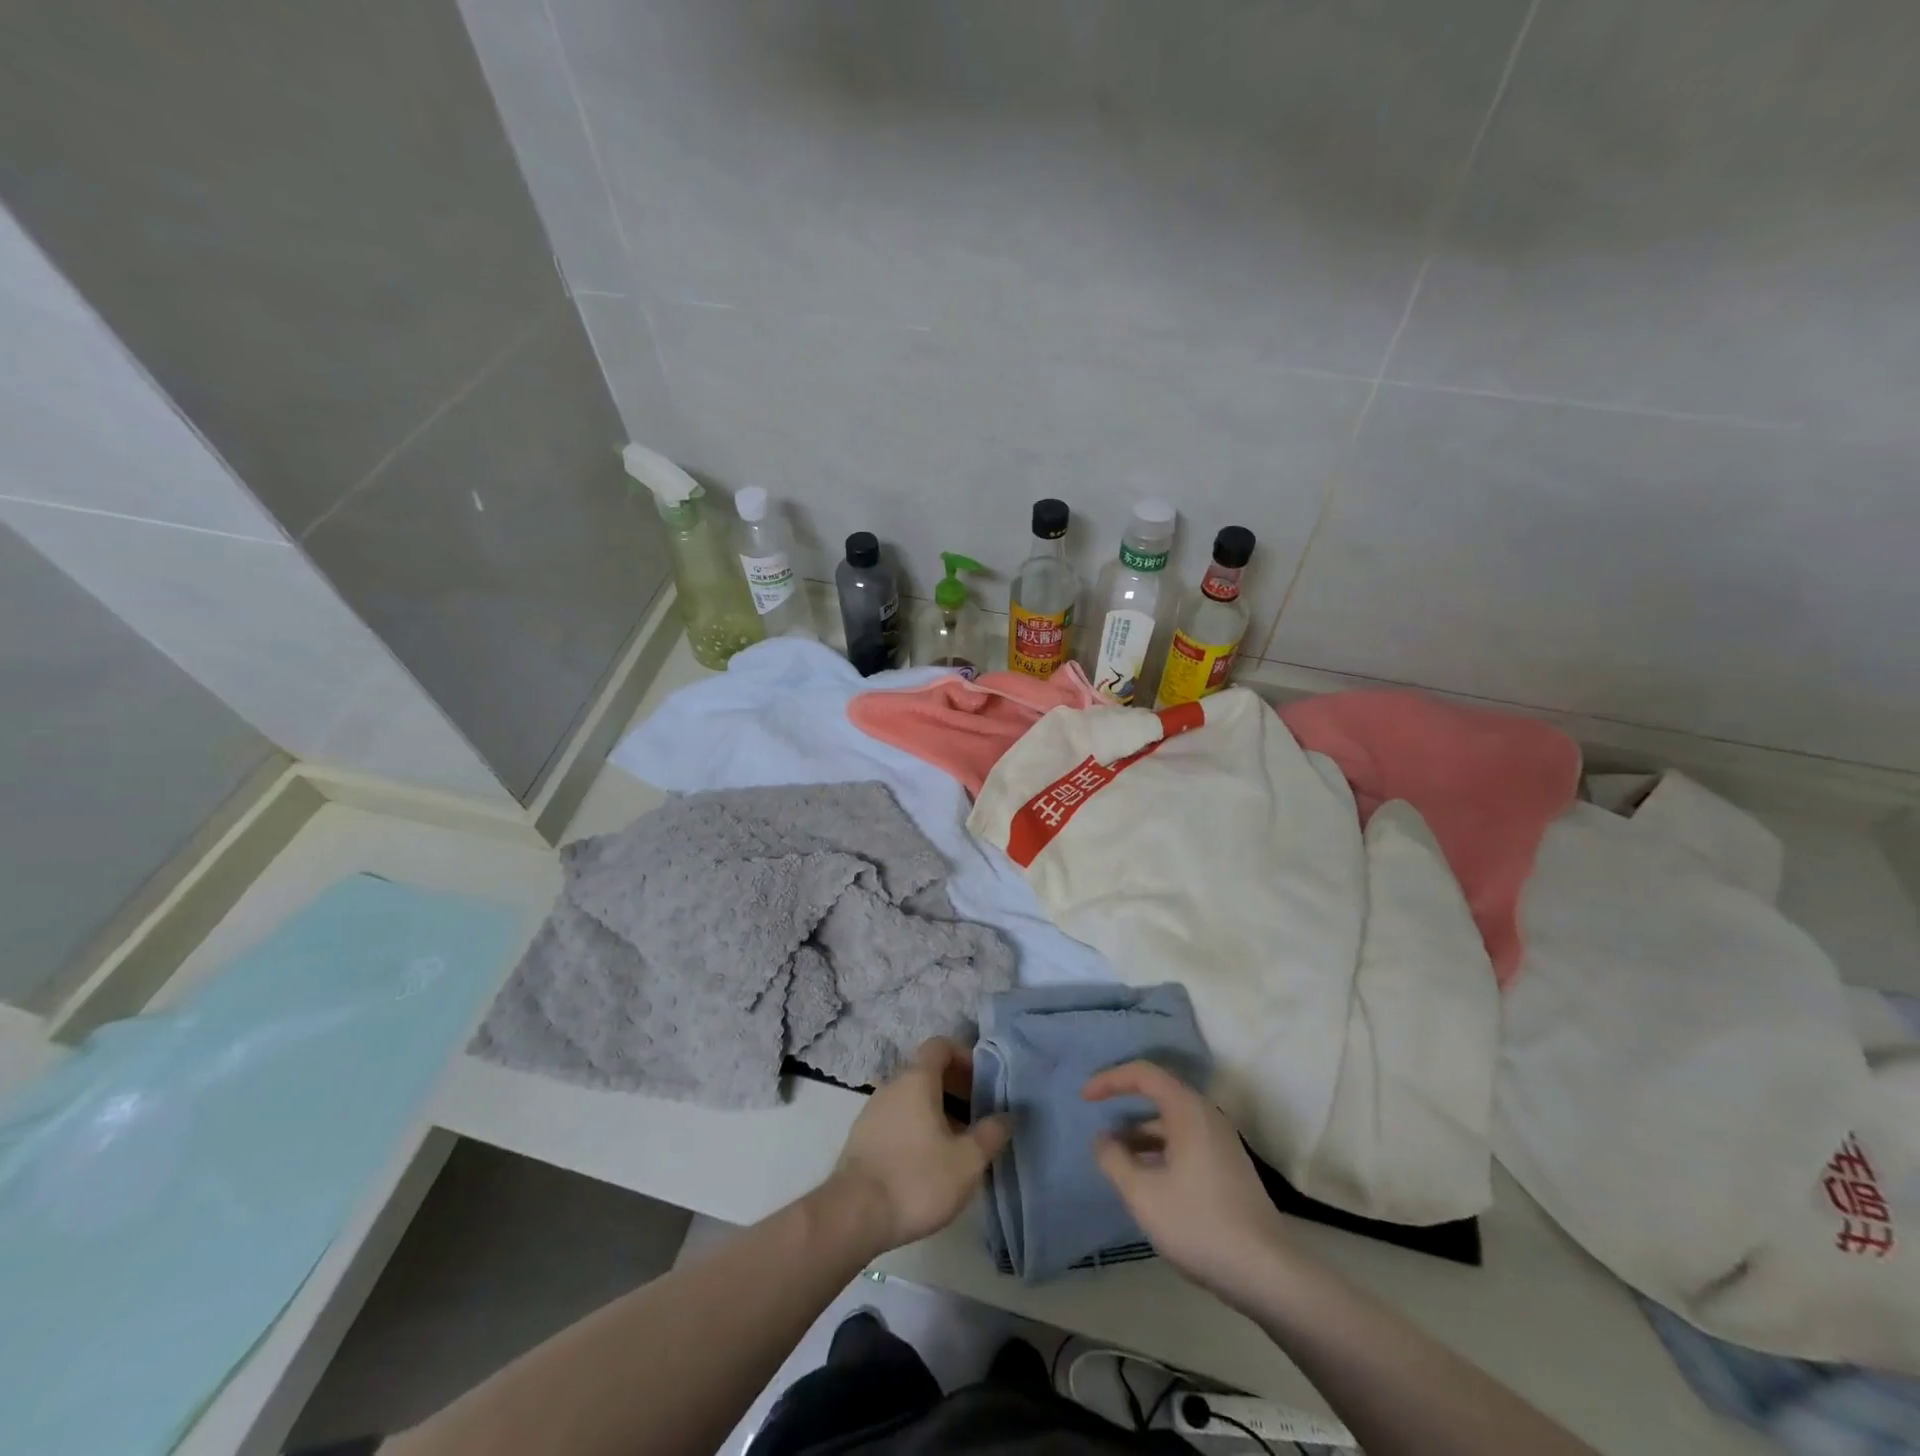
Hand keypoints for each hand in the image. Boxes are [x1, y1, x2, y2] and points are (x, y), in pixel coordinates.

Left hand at [827, 1038, 1011, 1254]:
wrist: (854, 1215)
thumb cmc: (917, 1179)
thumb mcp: (967, 1161)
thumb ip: (991, 1133)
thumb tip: (1009, 1114)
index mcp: (917, 1079)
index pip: (940, 1046)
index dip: (965, 1057)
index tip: (983, 1082)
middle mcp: (892, 1085)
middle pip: (927, 1072)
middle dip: (956, 1088)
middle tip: (978, 1117)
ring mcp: (873, 1111)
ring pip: (912, 1098)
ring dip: (937, 1111)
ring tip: (958, 1145)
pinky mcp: (862, 1137)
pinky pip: (897, 1119)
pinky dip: (917, 1127)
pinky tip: (928, 1162)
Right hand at [1084, 1061, 1293, 1301]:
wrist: (1268, 1273)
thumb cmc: (1200, 1224)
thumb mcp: (1143, 1194)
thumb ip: (1114, 1160)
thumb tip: (1102, 1140)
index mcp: (1187, 1110)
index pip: (1143, 1074)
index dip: (1110, 1080)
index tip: (1085, 1098)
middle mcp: (1207, 1116)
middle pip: (1159, 1094)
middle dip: (1124, 1105)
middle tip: (1098, 1122)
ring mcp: (1222, 1142)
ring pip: (1172, 1123)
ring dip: (1141, 1134)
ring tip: (1116, 1158)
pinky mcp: (1228, 1167)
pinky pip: (1185, 1142)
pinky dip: (1160, 1150)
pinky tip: (1147, 1180)